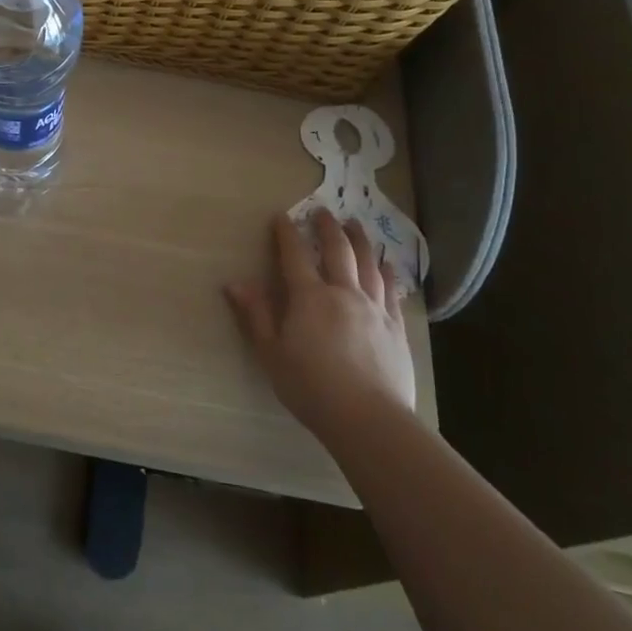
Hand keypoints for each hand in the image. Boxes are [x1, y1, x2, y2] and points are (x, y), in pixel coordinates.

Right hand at [226, 209, 416, 438]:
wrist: (369, 419)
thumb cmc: (311, 387)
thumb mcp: (271, 353)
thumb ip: (256, 315)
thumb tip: (235, 283)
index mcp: (310, 297)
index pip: (295, 256)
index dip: (287, 234)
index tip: (281, 216)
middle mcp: (344, 293)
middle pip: (338, 250)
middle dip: (328, 227)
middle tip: (323, 211)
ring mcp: (375, 308)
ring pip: (369, 264)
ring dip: (360, 241)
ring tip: (355, 226)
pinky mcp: (396, 327)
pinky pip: (391, 291)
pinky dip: (387, 272)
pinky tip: (387, 264)